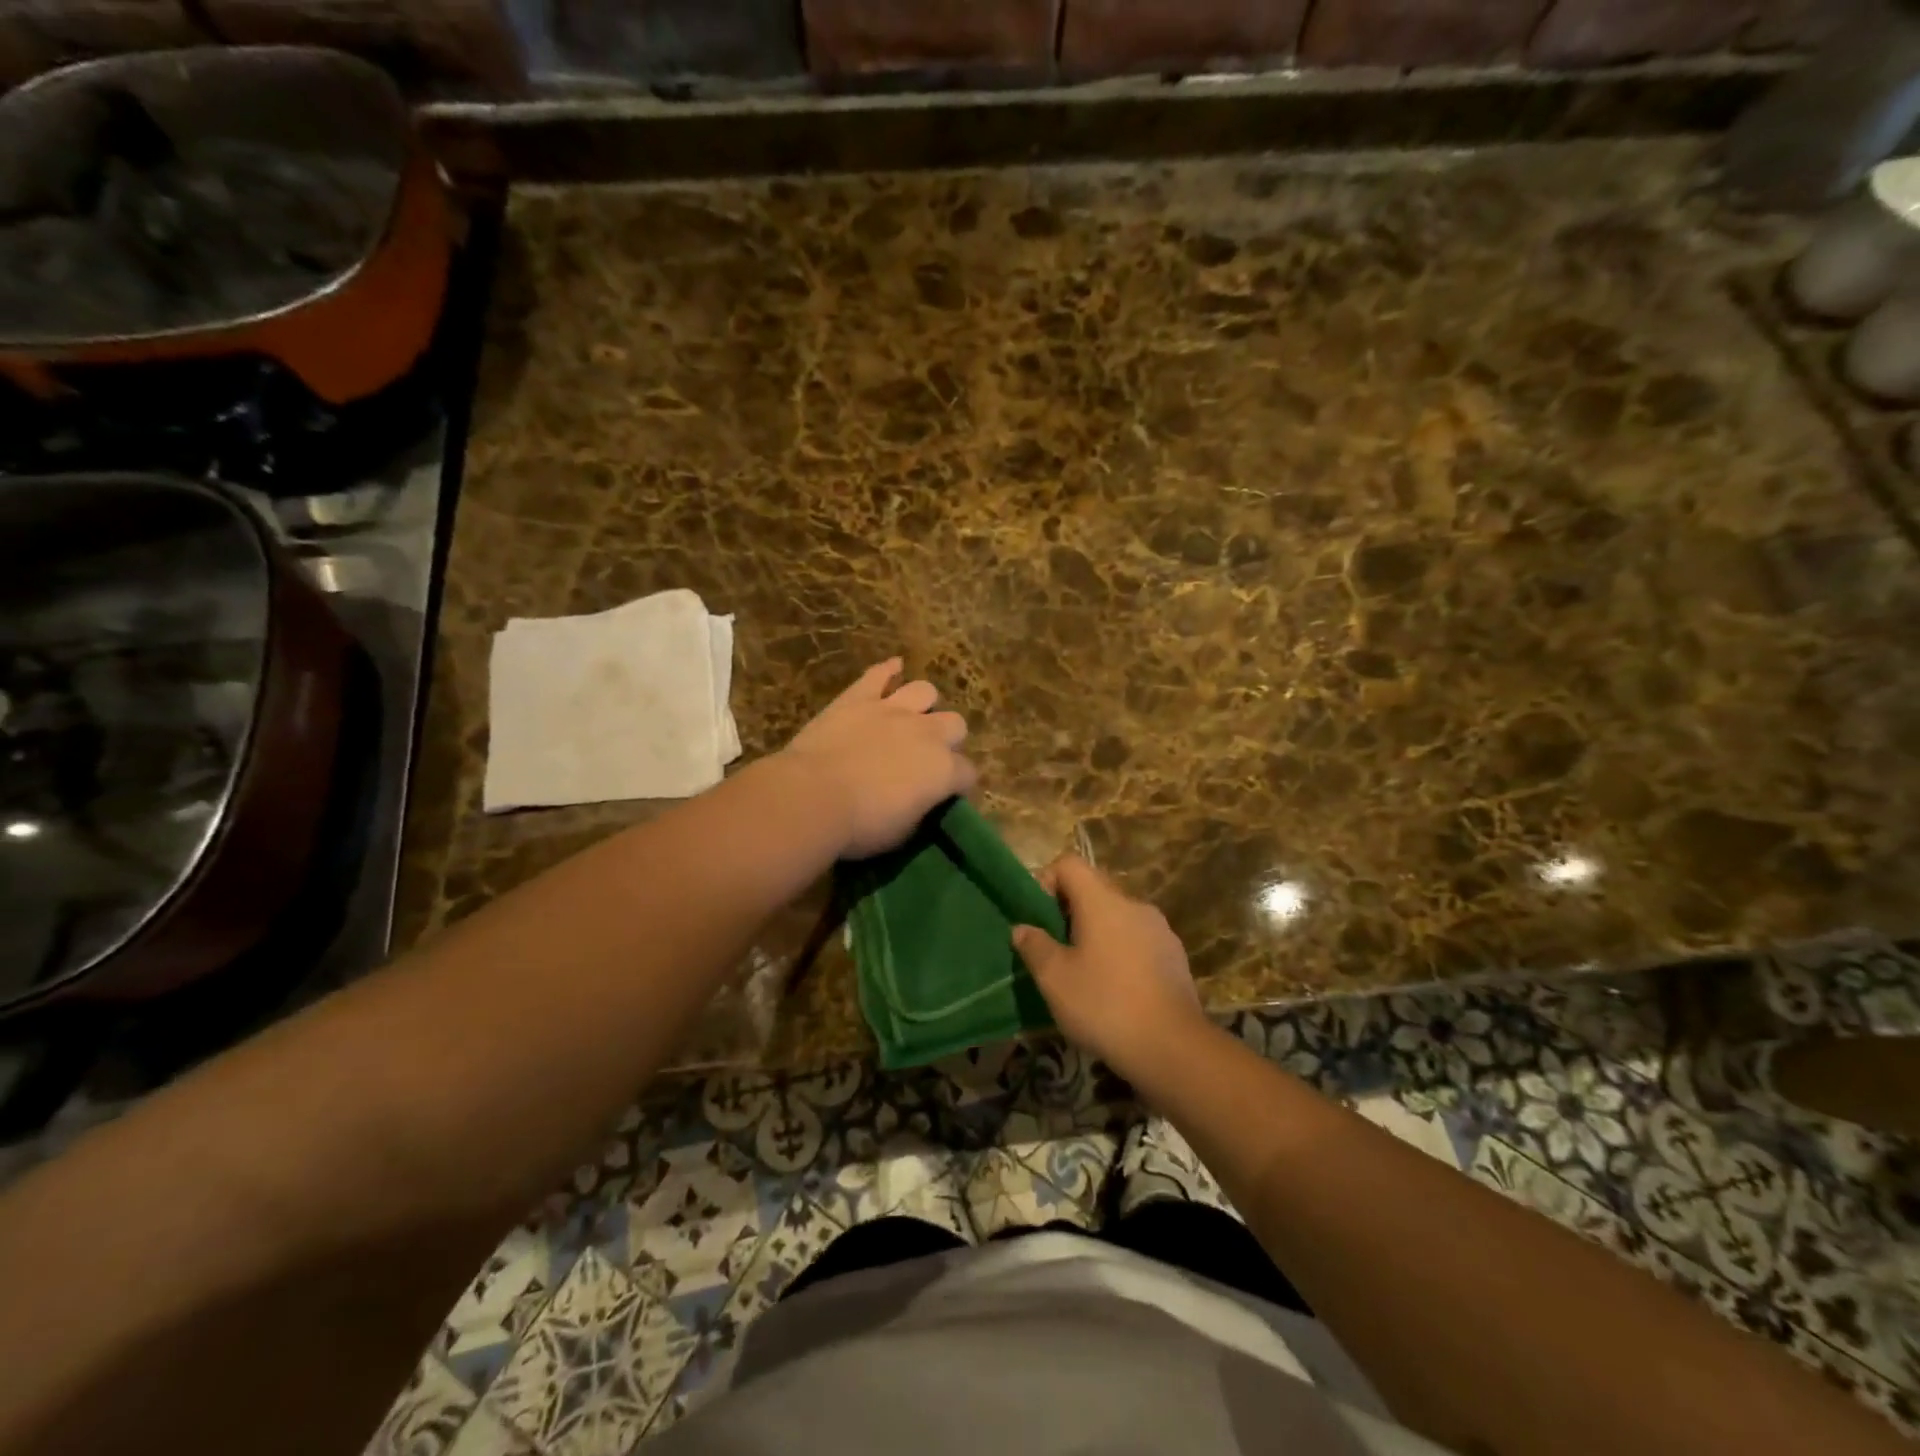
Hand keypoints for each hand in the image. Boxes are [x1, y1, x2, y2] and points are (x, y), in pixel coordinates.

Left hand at [781, 659, 975, 858]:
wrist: (813, 796)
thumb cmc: (860, 826)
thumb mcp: (902, 832)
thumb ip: (920, 809)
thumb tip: (920, 801)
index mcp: (943, 770)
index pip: (967, 773)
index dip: (959, 784)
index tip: (946, 794)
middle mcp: (927, 732)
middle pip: (955, 724)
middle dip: (948, 739)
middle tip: (929, 755)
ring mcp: (893, 709)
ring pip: (925, 691)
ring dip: (923, 704)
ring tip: (912, 717)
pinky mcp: (859, 697)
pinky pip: (879, 673)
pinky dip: (887, 670)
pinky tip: (893, 668)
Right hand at [1013, 855, 1204, 1078]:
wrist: (1173, 1047)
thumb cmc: (1104, 1005)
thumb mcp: (1054, 979)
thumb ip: (1034, 946)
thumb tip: (1022, 928)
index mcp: (1102, 901)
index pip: (1069, 864)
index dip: (1046, 880)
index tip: (1038, 917)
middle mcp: (1134, 904)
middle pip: (1094, 888)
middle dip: (1069, 910)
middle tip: (1055, 948)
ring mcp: (1159, 929)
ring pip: (1117, 916)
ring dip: (1096, 932)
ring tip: (1084, 972)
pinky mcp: (1175, 955)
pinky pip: (1138, 939)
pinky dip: (1121, 951)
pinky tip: (1115, 989)